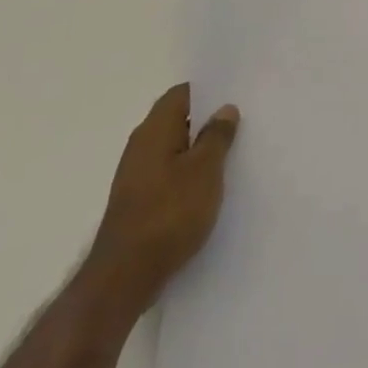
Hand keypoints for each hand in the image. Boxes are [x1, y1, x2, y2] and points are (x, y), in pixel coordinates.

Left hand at [87, 85, 240, 316]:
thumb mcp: (205, 169)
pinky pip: (169, 174)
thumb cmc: (170, 212)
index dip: (208, 91)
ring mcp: (136, 176)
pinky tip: (210, 187)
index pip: (182, 94)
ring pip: (174, 149)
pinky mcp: (139, 202)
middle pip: (177, 120)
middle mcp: (141, 146)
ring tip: (232, 155)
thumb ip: (217, 136)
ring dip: (199, 150)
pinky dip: (189, 173)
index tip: (235, 95)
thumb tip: (224, 108)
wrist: (125, 276)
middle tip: (242, 123)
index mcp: (154, 130)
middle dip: (207, 121)